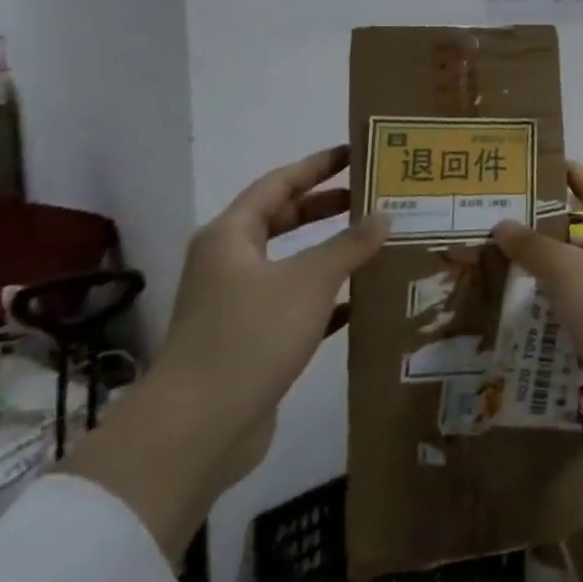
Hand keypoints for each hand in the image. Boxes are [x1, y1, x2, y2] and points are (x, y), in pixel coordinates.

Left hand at [159, 146, 388, 483]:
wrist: (197, 429)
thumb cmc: (250, 335)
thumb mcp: (309, 280)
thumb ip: (350, 244)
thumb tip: (385, 214)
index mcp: (231, 237)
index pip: (278, 184)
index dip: (318, 166)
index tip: (355, 152)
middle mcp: (229, 264)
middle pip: (282, 220)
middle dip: (326, 206)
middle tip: (372, 195)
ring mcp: (237, 305)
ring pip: (292, 263)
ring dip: (331, 252)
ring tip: (376, 240)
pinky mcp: (251, 341)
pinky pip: (296, 304)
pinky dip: (327, 296)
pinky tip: (362, 299)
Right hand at [493, 163, 582, 444]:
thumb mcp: (570, 271)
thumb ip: (535, 247)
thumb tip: (503, 223)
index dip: (569, 175)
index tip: (540, 162)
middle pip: (582, 234)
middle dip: (544, 230)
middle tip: (499, 222)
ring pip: (577, 277)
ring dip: (544, 274)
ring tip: (497, 267)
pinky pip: (576, 313)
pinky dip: (551, 312)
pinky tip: (516, 317)